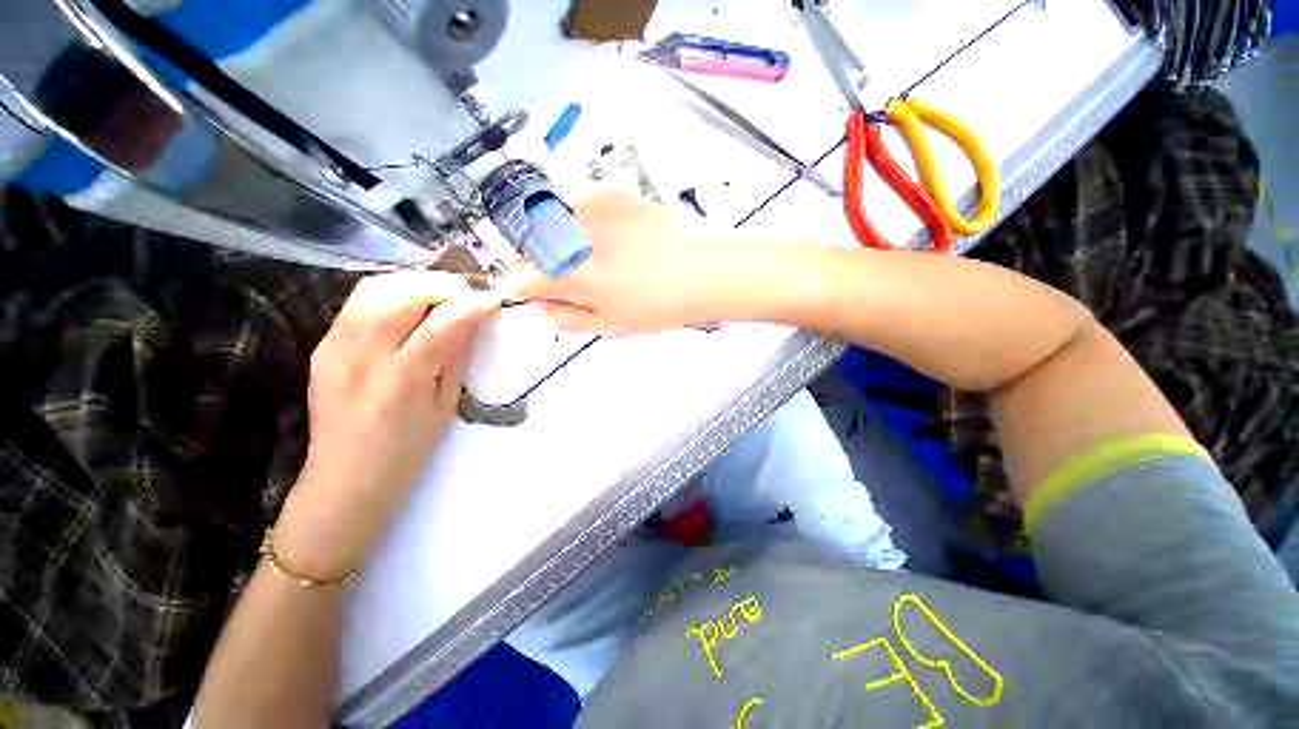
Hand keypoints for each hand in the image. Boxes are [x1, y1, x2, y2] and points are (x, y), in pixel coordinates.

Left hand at [273, 271, 498, 579]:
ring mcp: (334, 348)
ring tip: (437, 294)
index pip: (442, 324)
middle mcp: (362, 356)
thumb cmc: (407, 450)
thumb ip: (456, 357)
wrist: (346, 479)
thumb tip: (471, 320)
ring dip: (412, 283)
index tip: (493, 298)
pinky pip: (357, 304)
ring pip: (372, 289)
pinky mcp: (321, 346)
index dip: (472, 305)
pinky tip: (407, 308)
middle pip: (400, 294)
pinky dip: (388, 295)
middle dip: (440, 285)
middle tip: (464, 293)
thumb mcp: (445, 406)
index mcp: (402, 379)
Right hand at [511, 193, 737, 333]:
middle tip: (561, 275)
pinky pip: (577, 201)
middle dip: (534, 262)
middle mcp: (574, 238)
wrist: (702, 271)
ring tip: (586, 254)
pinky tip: (603, 234)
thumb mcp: (613, 326)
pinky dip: (578, 218)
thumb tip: (543, 312)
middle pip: (526, 245)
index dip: (518, 287)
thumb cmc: (661, 305)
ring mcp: (592, 210)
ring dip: (554, 238)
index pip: (519, 278)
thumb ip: (570, 319)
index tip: (527, 291)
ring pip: (547, 220)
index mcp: (573, 277)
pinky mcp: (611, 194)